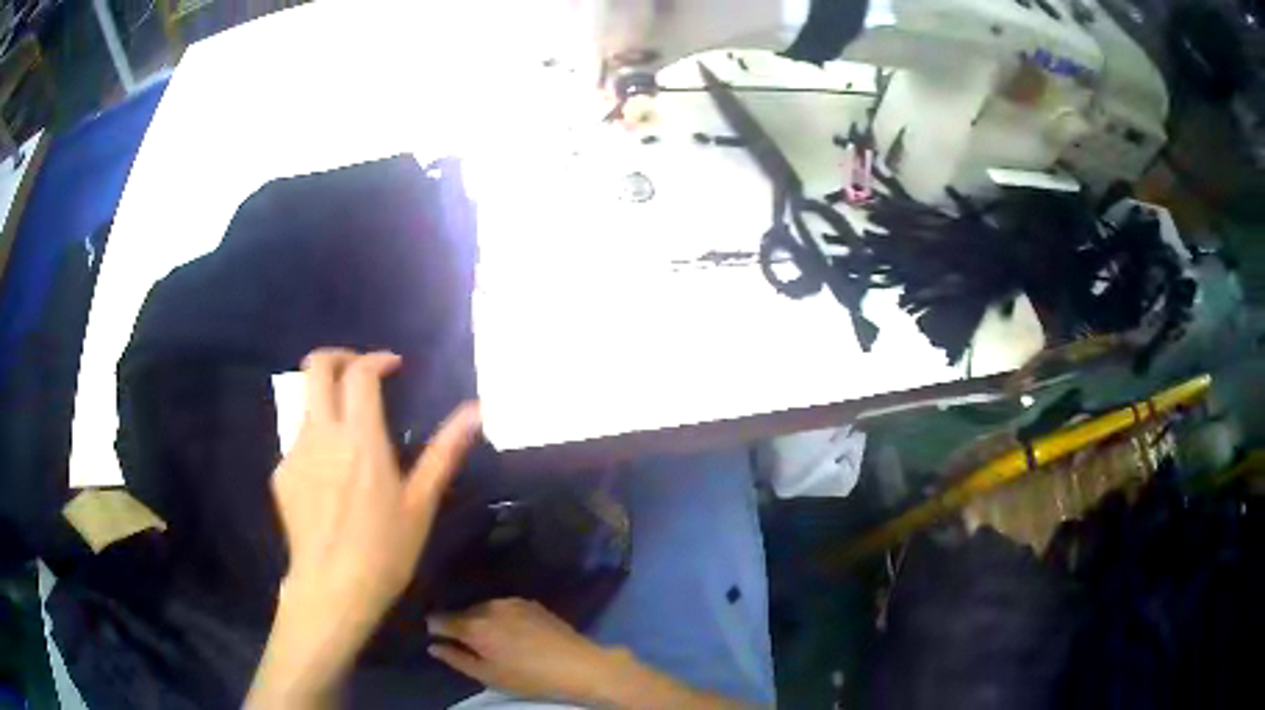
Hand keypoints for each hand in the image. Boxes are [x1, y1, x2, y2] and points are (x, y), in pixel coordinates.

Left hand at [247, 348, 479, 707]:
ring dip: (327, 400)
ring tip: (349, 432)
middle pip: (316, 366)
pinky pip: (298, 441)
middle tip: (360, 373)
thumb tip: (475, 411)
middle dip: (339, 356)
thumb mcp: (421, 504)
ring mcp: (295, 451)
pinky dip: (316, 440)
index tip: (393, 366)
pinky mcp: (281, 473)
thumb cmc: (384, 550)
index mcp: (360, 438)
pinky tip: (331, 477)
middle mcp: (321, 433)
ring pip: (305, 402)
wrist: (331, 589)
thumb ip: (444, 452)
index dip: (377, 359)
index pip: (360, 373)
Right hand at [427, 598, 624, 704]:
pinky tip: (510, 633)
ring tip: (489, 639)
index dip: (435, 627)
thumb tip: (433, 646)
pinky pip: (503, 608)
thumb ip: (456, 659)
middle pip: (463, 612)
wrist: (577, 665)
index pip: (441, 619)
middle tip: (465, 643)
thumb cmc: (529, 678)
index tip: (434, 635)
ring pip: (484, 608)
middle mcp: (489, 607)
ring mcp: (511, 602)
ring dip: (480, 620)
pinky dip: (499, 617)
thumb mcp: (488, 676)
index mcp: (474, 626)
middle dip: (459, 625)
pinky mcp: (530, 602)